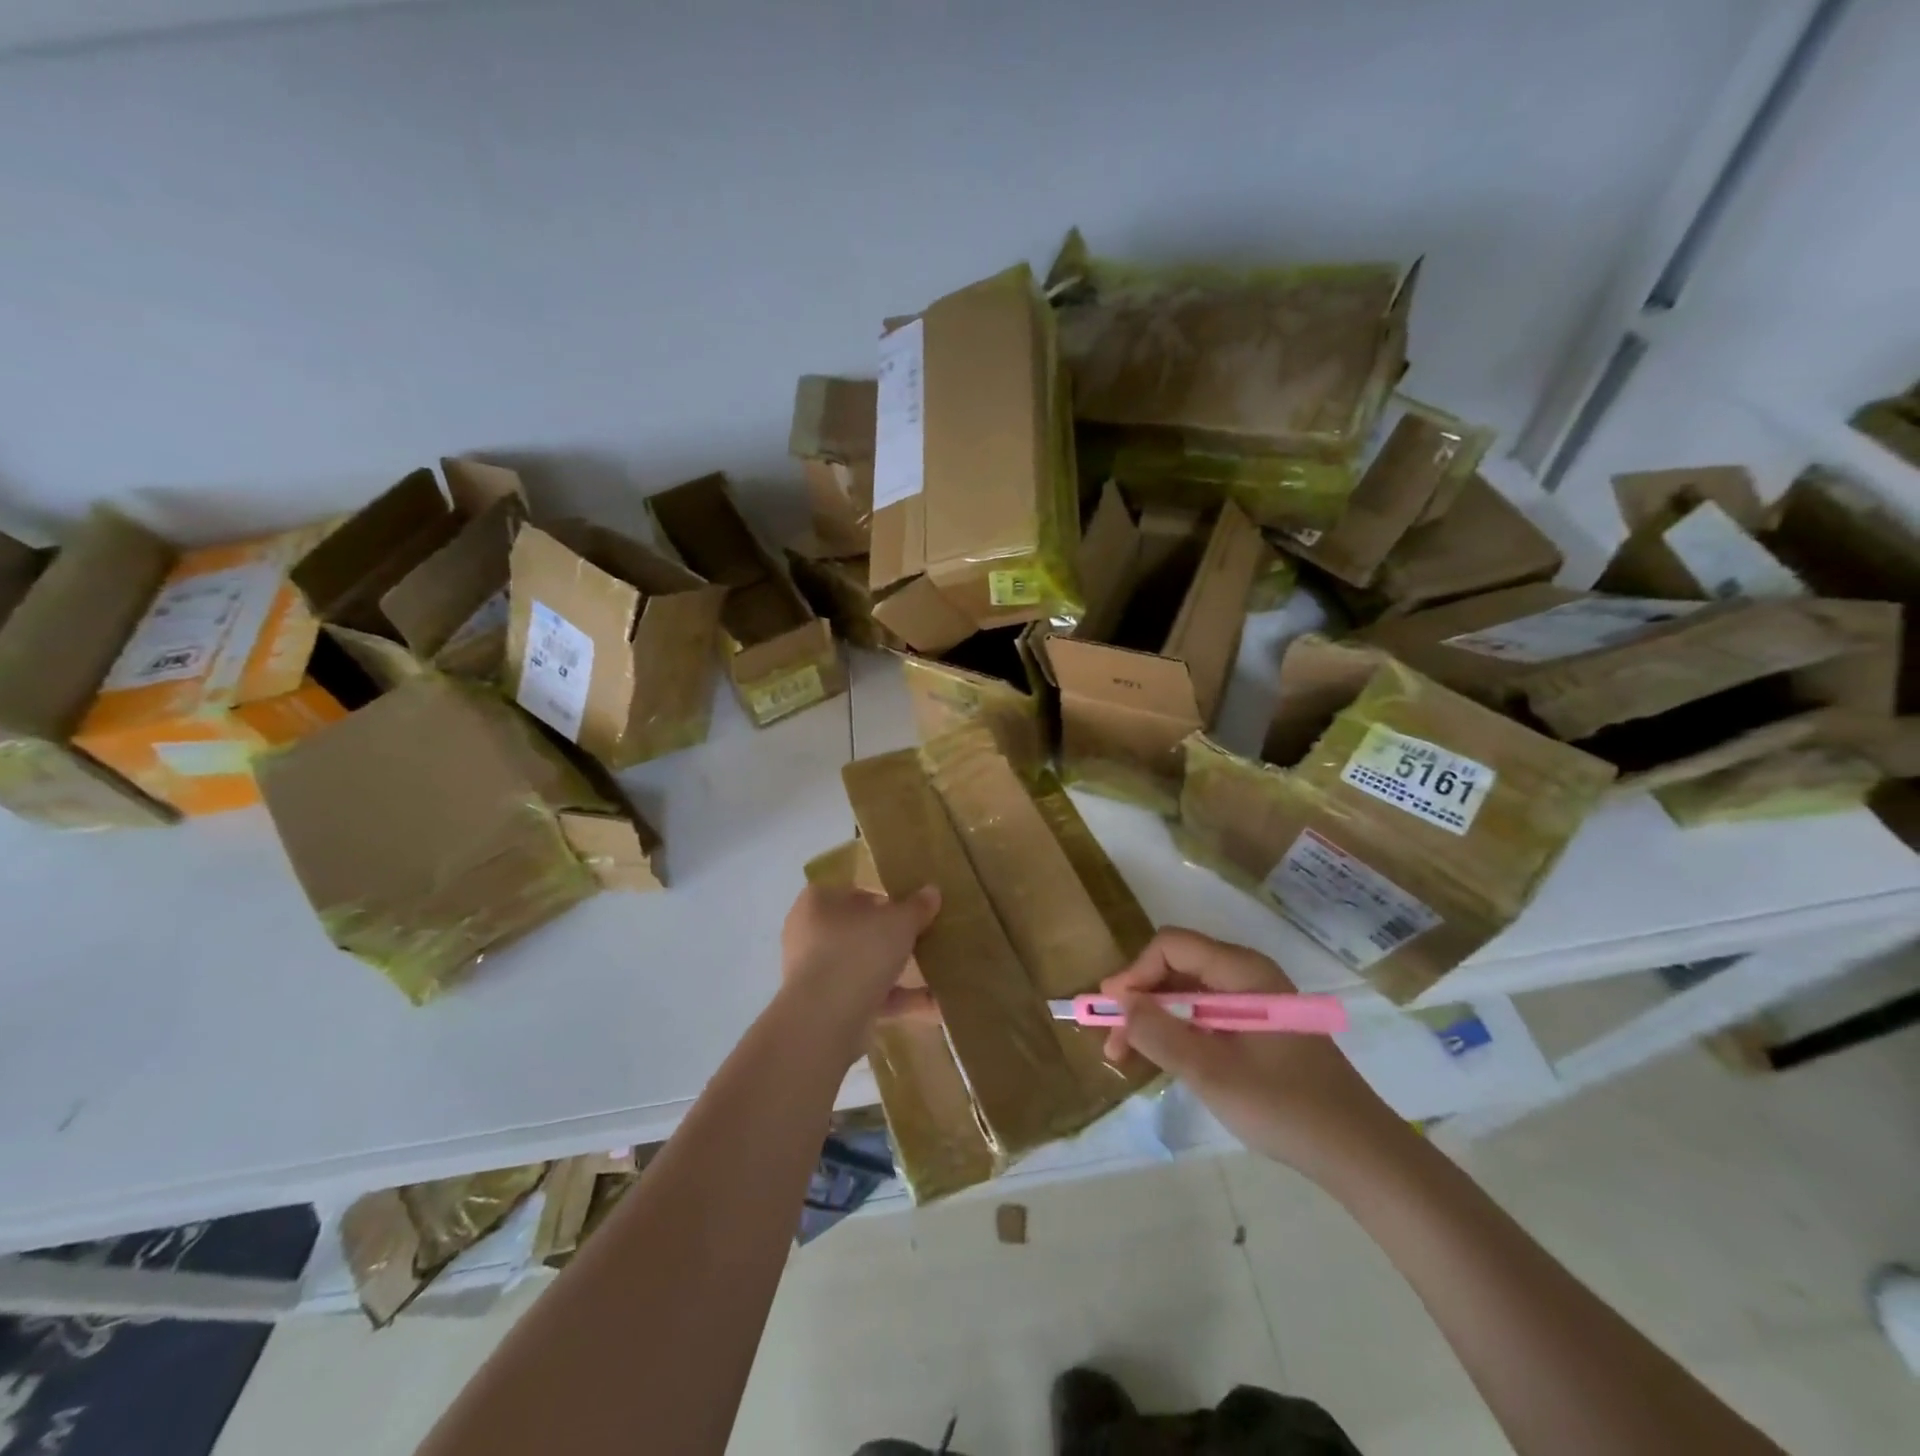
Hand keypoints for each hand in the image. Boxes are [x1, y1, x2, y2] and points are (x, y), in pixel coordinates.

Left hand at [780, 884, 940, 1059]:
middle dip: (892, 936)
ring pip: (864, 966)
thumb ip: (916, 906)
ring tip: (937, 970)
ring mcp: (817, 975)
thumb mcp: (898, 922)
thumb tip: (932, 891)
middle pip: (859, 930)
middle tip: (925, 936)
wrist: (825, 1021)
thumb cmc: (857, 952)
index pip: (852, 891)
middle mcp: (810, 935)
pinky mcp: (829, 1009)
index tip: (912, 907)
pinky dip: (898, 999)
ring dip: (897, 970)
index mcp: (817, 902)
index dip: (884, 897)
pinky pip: (869, 997)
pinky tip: (935, 1003)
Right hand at [1101, 927, 1406, 1178]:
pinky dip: (1176, 1032)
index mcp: (1242, 971)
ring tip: (1125, 1056)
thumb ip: (1160, 1033)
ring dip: (1152, 1018)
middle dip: (1139, 999)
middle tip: (1112, 1040)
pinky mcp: (1256, 1028)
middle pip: (1176, 967)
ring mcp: (1252, 1002)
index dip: (1135, 973)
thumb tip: (1118, 1002)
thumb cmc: (1285, 1106)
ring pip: (1187, 993)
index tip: (1110, 1011)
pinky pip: (1204, 1015)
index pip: (1172, 946)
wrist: (1359, 1154)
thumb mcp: (1211, 1072)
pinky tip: (1159, 1059)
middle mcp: (1246, 976)